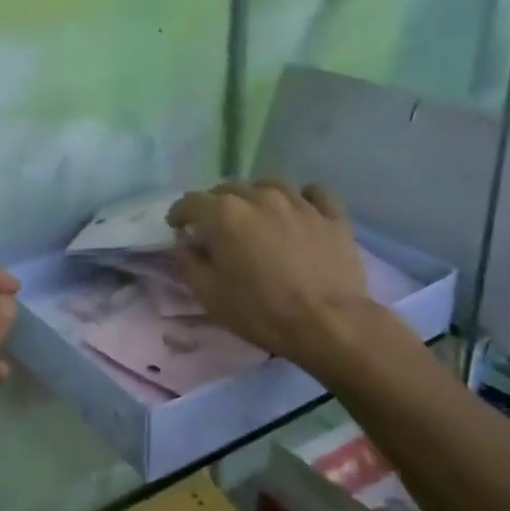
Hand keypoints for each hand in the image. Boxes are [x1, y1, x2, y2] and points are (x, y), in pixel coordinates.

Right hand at [167, 181, 371, 364]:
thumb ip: (189, 262)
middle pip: (228, 189)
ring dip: (256, 198)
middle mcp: (259, 197)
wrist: (329, 324)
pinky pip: (313, 193)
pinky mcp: (331, 215)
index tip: (177, 227)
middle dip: (216, 205)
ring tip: (257, 217)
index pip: (190, 202)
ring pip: (269, 186)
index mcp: (224, 214)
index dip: (179, 214)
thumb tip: (185, 243)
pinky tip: (299, 210)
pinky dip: (301, 198)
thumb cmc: (261, 311)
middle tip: (217, 228)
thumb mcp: (209, 295)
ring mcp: (298, 202)